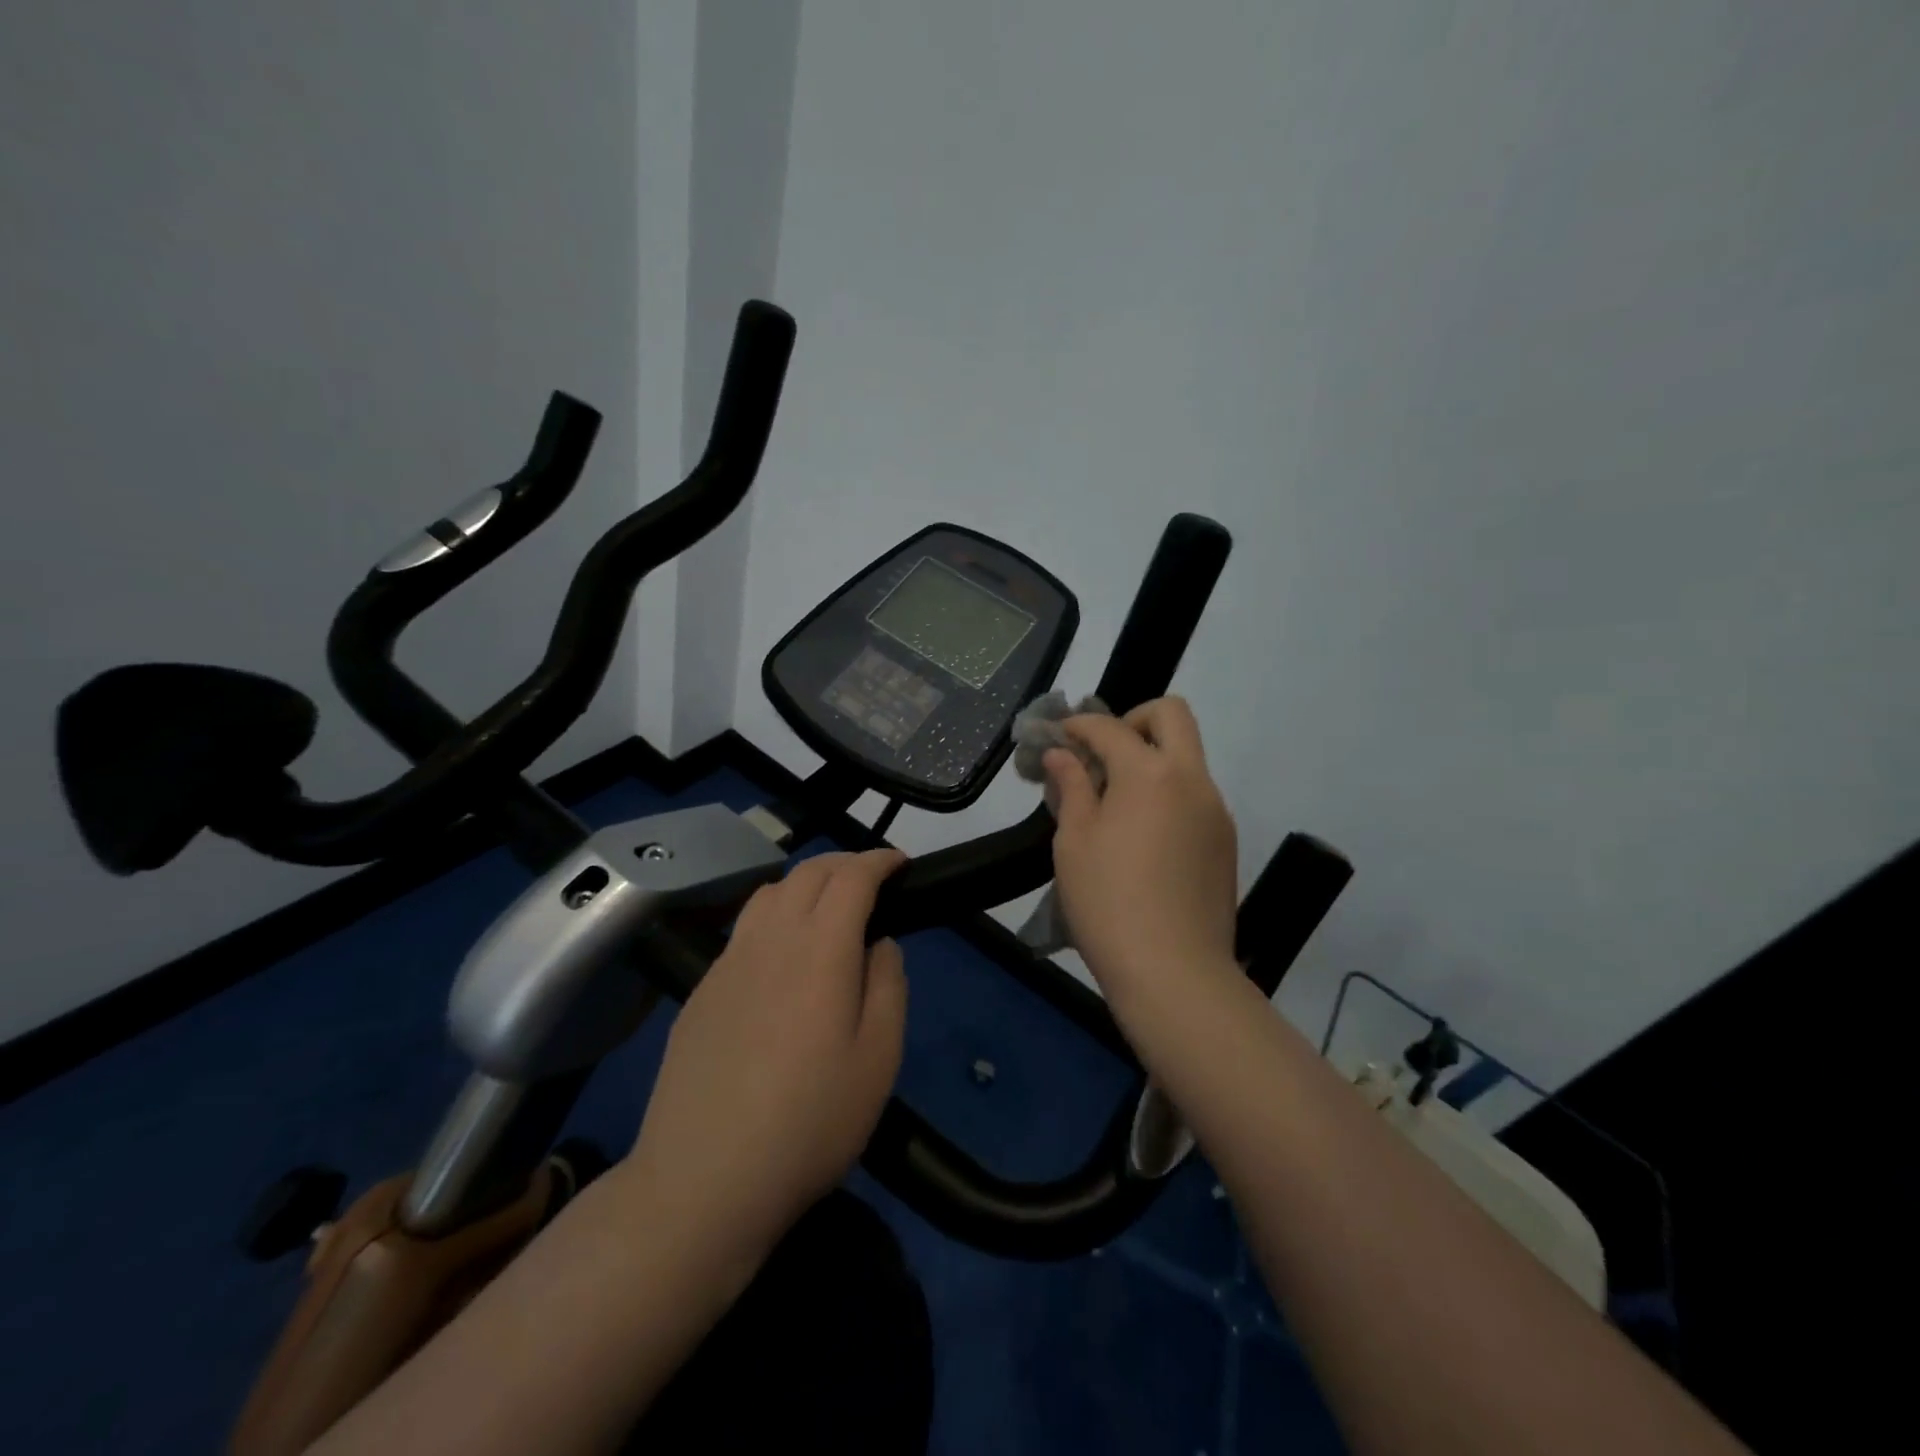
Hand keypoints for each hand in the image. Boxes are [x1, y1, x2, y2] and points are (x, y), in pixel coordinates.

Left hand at [625, 849, 907, 1262]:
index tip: (901, 863)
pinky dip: (775, 915)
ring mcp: (728, 962)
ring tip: (828, 908)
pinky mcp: (702, 990)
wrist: (702, 1180)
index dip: (879, 860)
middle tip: (873, 881)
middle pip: (808, 872)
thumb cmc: (808, 1122)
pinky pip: (744, 928)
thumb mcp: (878, 1059)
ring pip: (769, 893)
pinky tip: (782, 955)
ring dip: (806, 883)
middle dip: (845, 863)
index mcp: (819, 948)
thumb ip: (888, 986)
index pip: (851, 877)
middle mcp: (770, 939)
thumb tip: (880, 943)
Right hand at [1045, 698, 1240, 1017]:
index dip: (1078, 725)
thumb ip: (1071, 787)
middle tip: (1102, 753)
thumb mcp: (1074, 842)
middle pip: (1172, 715)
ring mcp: (1215, 810)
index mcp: (1150, 773)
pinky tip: (1140, 835)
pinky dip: (1166, 793)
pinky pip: (1193, 795)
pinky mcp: (1224, 841)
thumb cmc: (1108, 902)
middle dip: (1132, 719)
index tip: (1056, 737)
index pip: (1110, 727)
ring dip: (1150, 759)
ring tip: (1114, 802)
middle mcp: (1192, 779)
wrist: (1174, 972)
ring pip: (1186, 757)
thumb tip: (1061, 755)